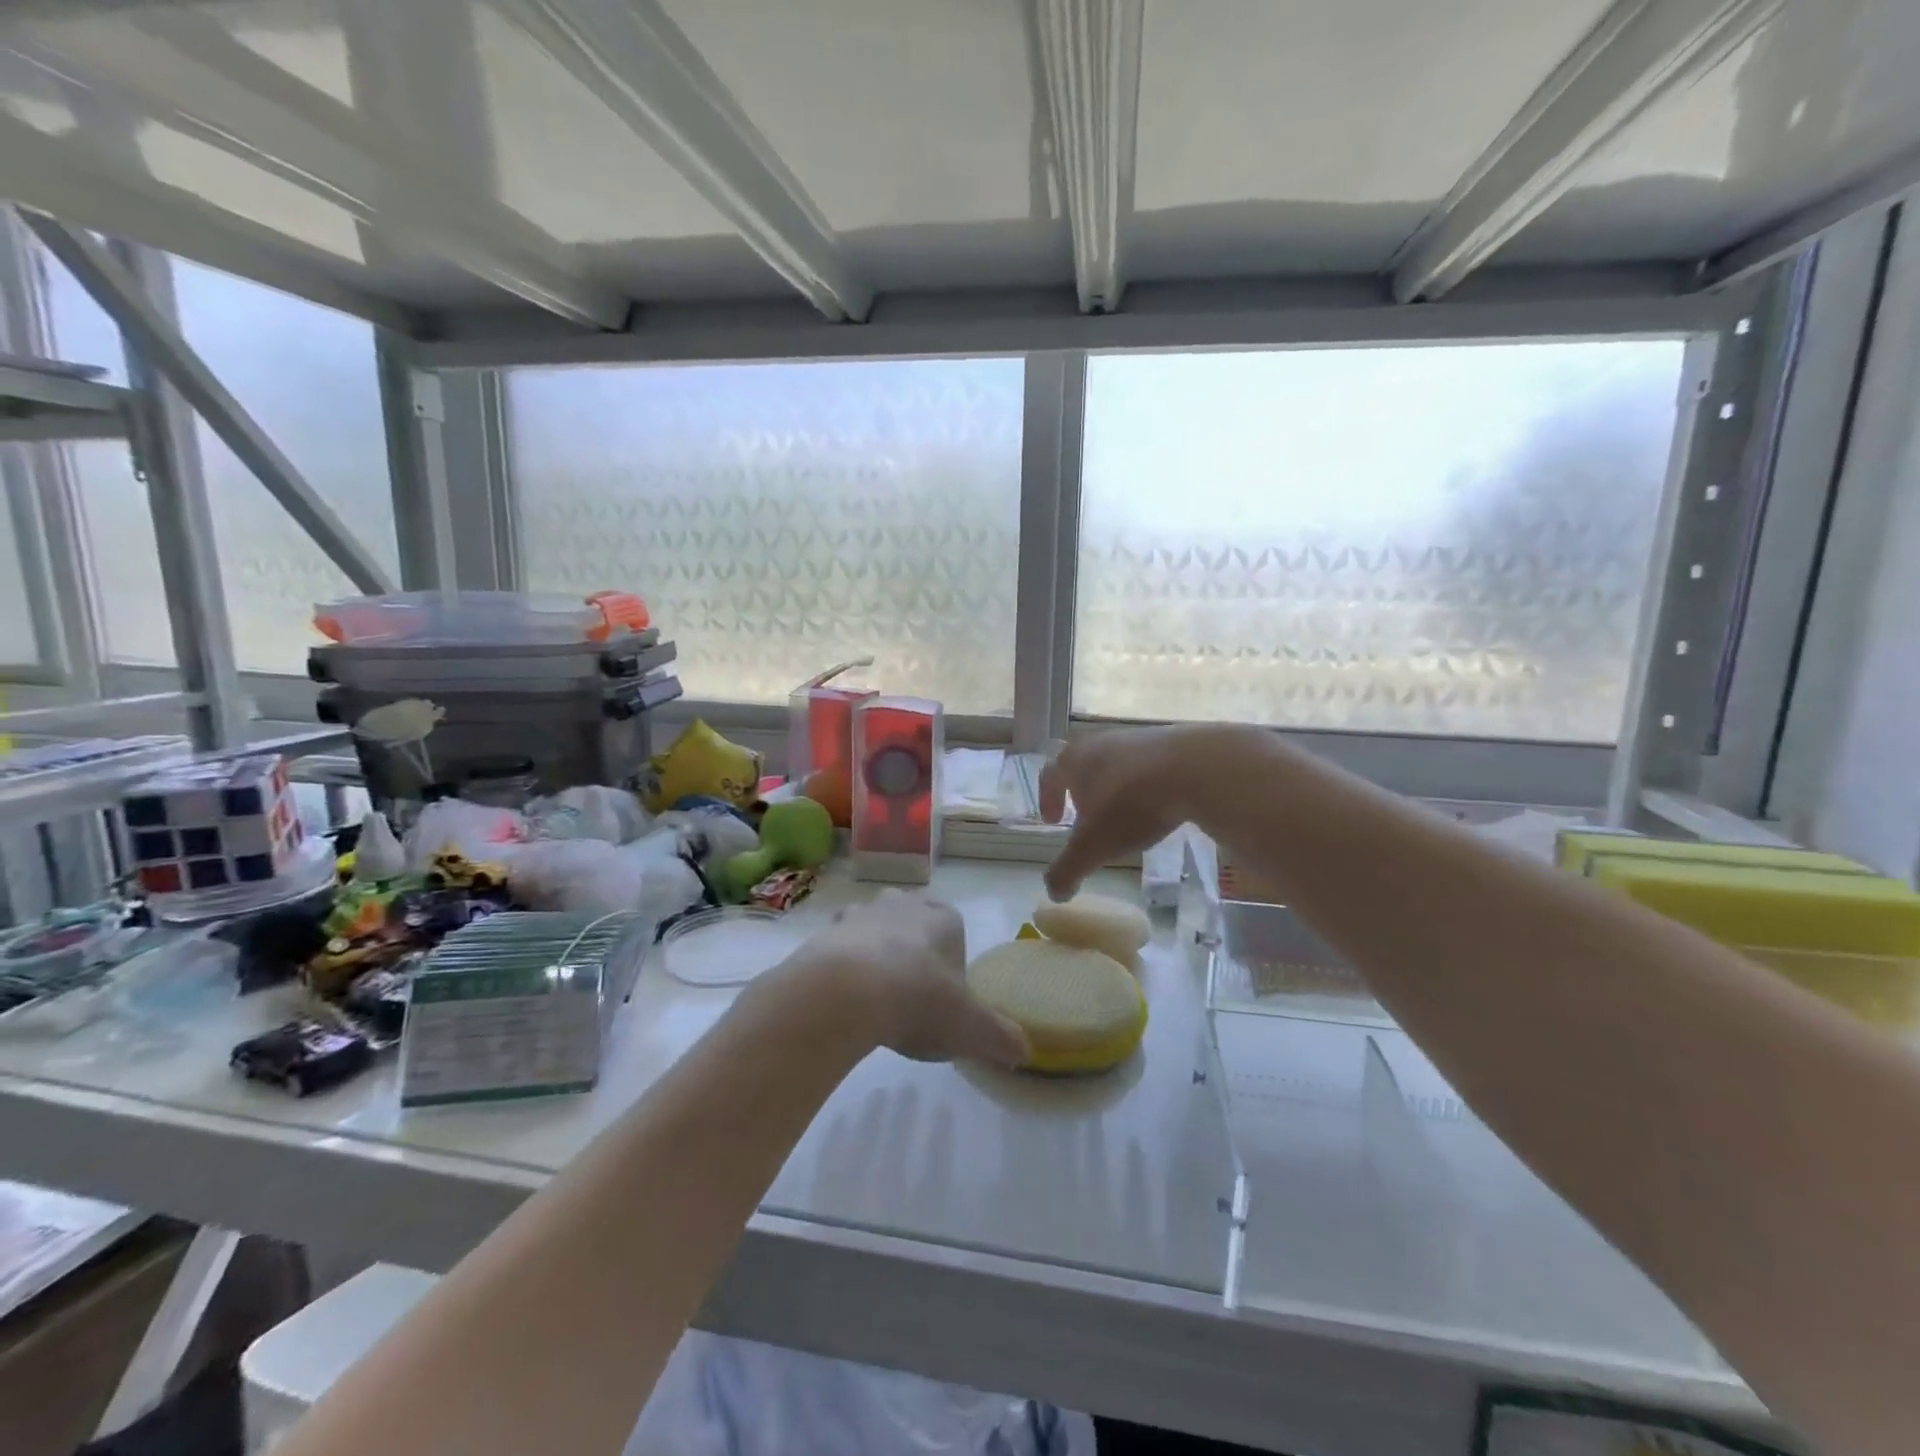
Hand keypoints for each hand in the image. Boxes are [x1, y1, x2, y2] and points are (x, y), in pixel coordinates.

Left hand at [786, 890, 1028, 1067]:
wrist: (844, 993)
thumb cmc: (919, 1000)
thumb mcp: (971, 1028)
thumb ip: (1001, 1038)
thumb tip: (1024, 1052)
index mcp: (942, 918)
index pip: (953, 925)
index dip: (950, 957)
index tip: (945, 991)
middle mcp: (902, 905)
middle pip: (911, 919)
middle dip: (911, 946)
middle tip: (909, 990)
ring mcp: (860, 914)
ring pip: (872, 926)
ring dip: (873, 951)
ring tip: (872, 995)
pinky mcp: (824, 932)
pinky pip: (837, 946)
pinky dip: (840, 966)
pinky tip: (842, 999)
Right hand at [1040, 725, 1244, 899]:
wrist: (1195, 768)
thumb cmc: (1130, 805)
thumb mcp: (1093, 847)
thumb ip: (1068, 870)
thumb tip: (1054, 893)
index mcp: (1074, 760)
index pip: (1049, 775)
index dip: (1047, 799)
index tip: (1052, 821)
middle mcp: (1100, 742)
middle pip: (1082, 763)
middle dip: (1080, 790)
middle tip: (1087, 816)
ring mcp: (1137, 738)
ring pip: (1115, 762)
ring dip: (1113, 786)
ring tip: (1125, 813)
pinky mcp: (1171, 741)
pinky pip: (1147, 764)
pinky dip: (1145, 783)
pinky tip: (1158, 804)